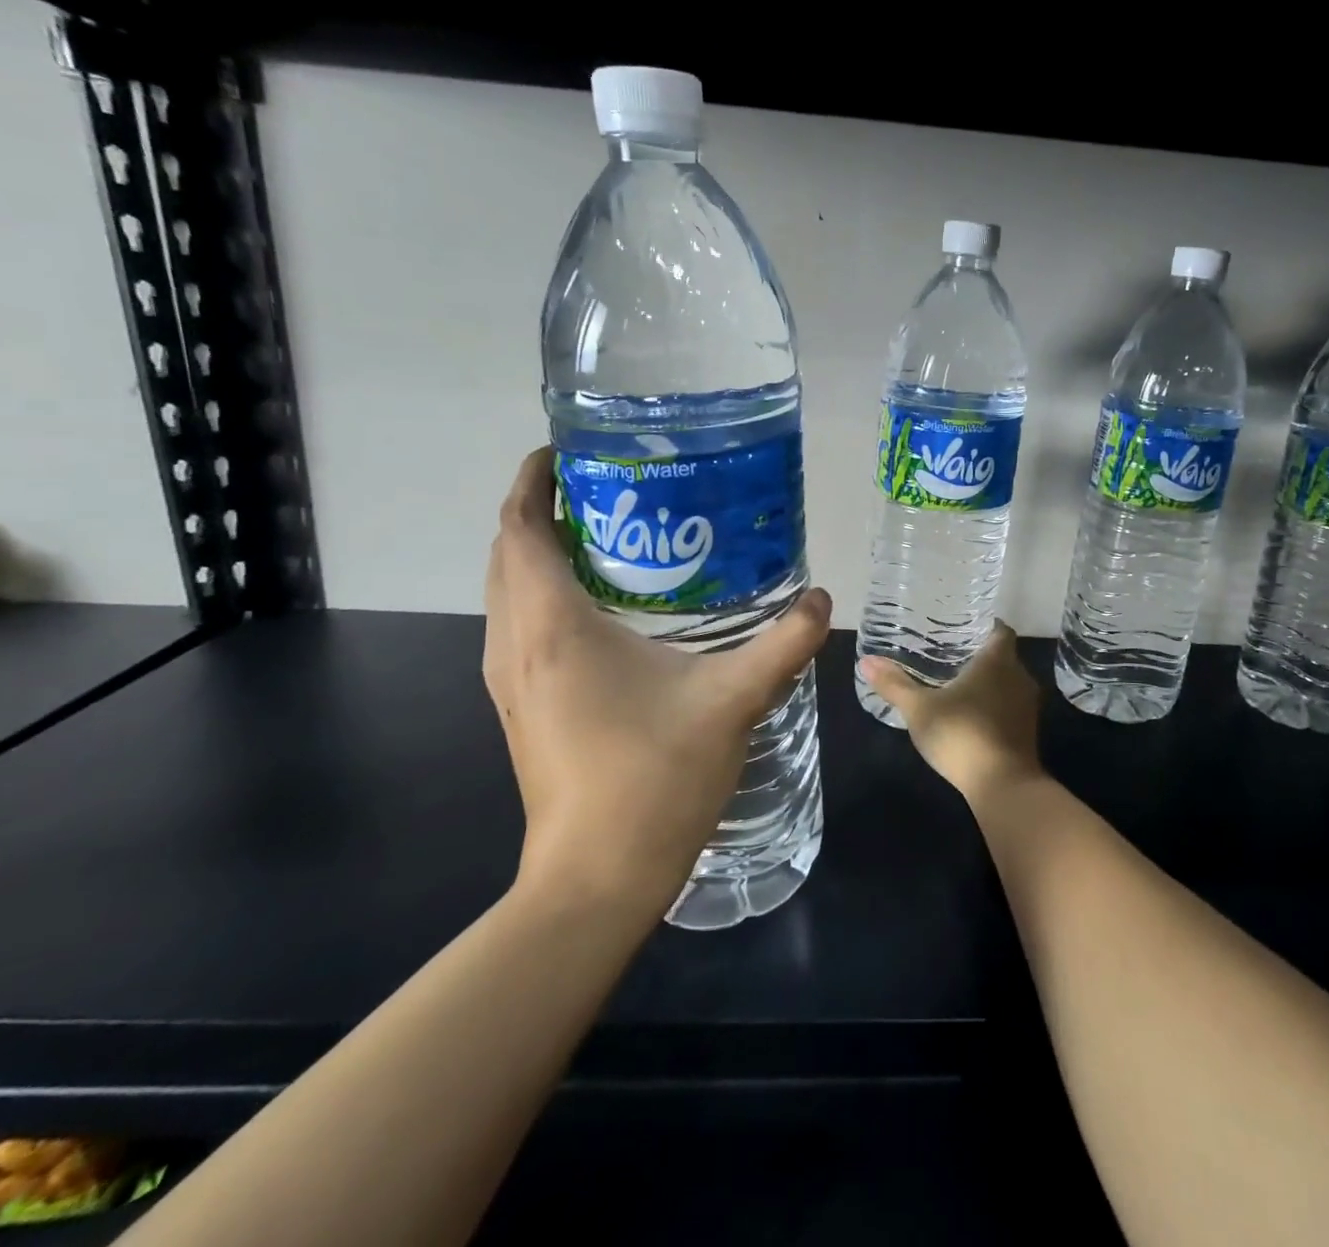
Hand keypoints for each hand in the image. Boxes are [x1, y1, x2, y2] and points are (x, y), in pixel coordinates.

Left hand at [484, 448, 830, 920]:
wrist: (595, 879)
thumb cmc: (654, 778)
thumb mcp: (732, 701)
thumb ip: (784, 644)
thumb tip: (821, 598)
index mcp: (552, 627)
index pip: (520, 528)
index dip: (533, 480)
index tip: (568, 450)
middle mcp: (514, 643)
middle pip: (507, 553)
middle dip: (542, 509)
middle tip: (607, 488)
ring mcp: (509, 680)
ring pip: (508, 592)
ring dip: (539, 553)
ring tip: (607, 535)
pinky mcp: (520, 708)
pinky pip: (518, 626)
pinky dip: (543, 594)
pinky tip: (603, 609)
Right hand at [858, 622, 1041, 806]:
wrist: (1004, 786)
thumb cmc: (962, 735)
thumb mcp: (920, 709)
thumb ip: (894, 684)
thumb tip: (866, 660)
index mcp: (998, 660)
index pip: (1000, 630)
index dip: (984, 626)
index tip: (961, 628)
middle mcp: (1019, 676)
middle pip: (1003, 656)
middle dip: (980, 655)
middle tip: (950, 655)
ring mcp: (1028, 706)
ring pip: (1008, 683)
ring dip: (989, 683)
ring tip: (957, 684)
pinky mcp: (1028, 732)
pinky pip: (1011, 706)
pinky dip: (995, 705)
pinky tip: (971, 715)